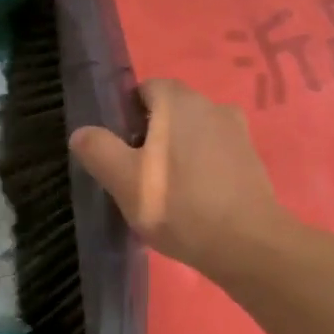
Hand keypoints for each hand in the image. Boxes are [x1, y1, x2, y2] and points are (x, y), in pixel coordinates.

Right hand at [69, 78, 289, 277]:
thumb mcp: (124, 180)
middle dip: (153, 136)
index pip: (146, 90)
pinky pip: (216, 154)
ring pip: (195, 134)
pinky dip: (203, 169)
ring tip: (168, 193)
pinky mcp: (252, 159)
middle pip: (171, 112)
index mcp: (179, 100)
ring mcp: (237, 131)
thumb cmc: (179, 204)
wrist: (247, 243)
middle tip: (139, 176)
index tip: (122, 151)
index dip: (128, 116)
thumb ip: (99, 150)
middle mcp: (212, 104)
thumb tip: (82, 132)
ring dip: (179, 154)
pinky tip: (196, 202)